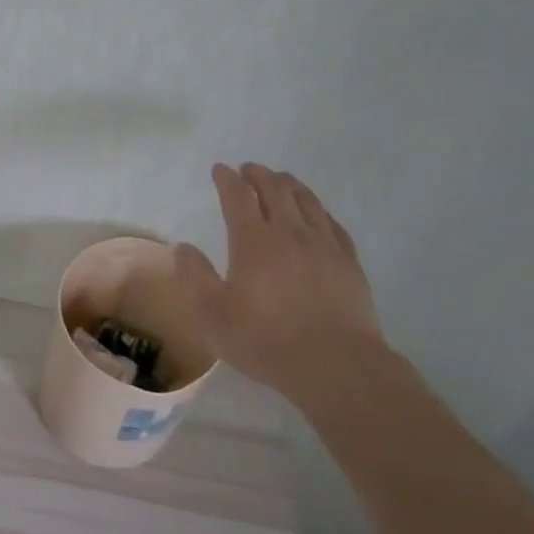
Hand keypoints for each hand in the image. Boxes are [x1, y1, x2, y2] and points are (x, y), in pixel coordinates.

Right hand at [174, 163, 381, 395]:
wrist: (337, 365)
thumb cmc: (266, 340)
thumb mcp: (213, 315)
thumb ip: (194, 277)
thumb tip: (183, 247)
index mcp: (253, 241)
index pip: (237, 197)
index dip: (227, 179)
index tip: (220, 169)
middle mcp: (290, 232)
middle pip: (275, 190)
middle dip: (259, 174)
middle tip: (249, 169)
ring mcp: (324, 246)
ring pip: (307, 201)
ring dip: (290, 185)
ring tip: (282, 180)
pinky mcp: (349, 263)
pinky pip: (334, 225)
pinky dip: (320, 211)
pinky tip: (318, 214)